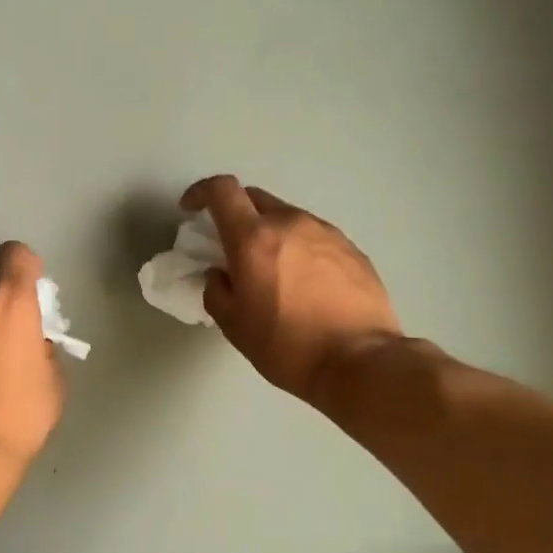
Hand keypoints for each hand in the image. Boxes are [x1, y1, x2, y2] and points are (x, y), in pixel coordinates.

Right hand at [181, 176, 404, 402]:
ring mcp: (326, 232)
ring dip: (270, 234)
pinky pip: (314, 237)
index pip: (221, 190)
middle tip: (231, 247)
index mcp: (254, 238)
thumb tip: (219, 275)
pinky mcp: (352, 249)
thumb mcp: (234, 326)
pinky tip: (304, 284)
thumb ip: (216, 291)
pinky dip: (299, 249)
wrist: (360, 362)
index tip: (191, 210)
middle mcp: (291, 223)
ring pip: (287, 218)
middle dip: (235, 214)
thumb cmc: (287, 347)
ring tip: (271, 271)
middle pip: (254, 198)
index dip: (201, 192)